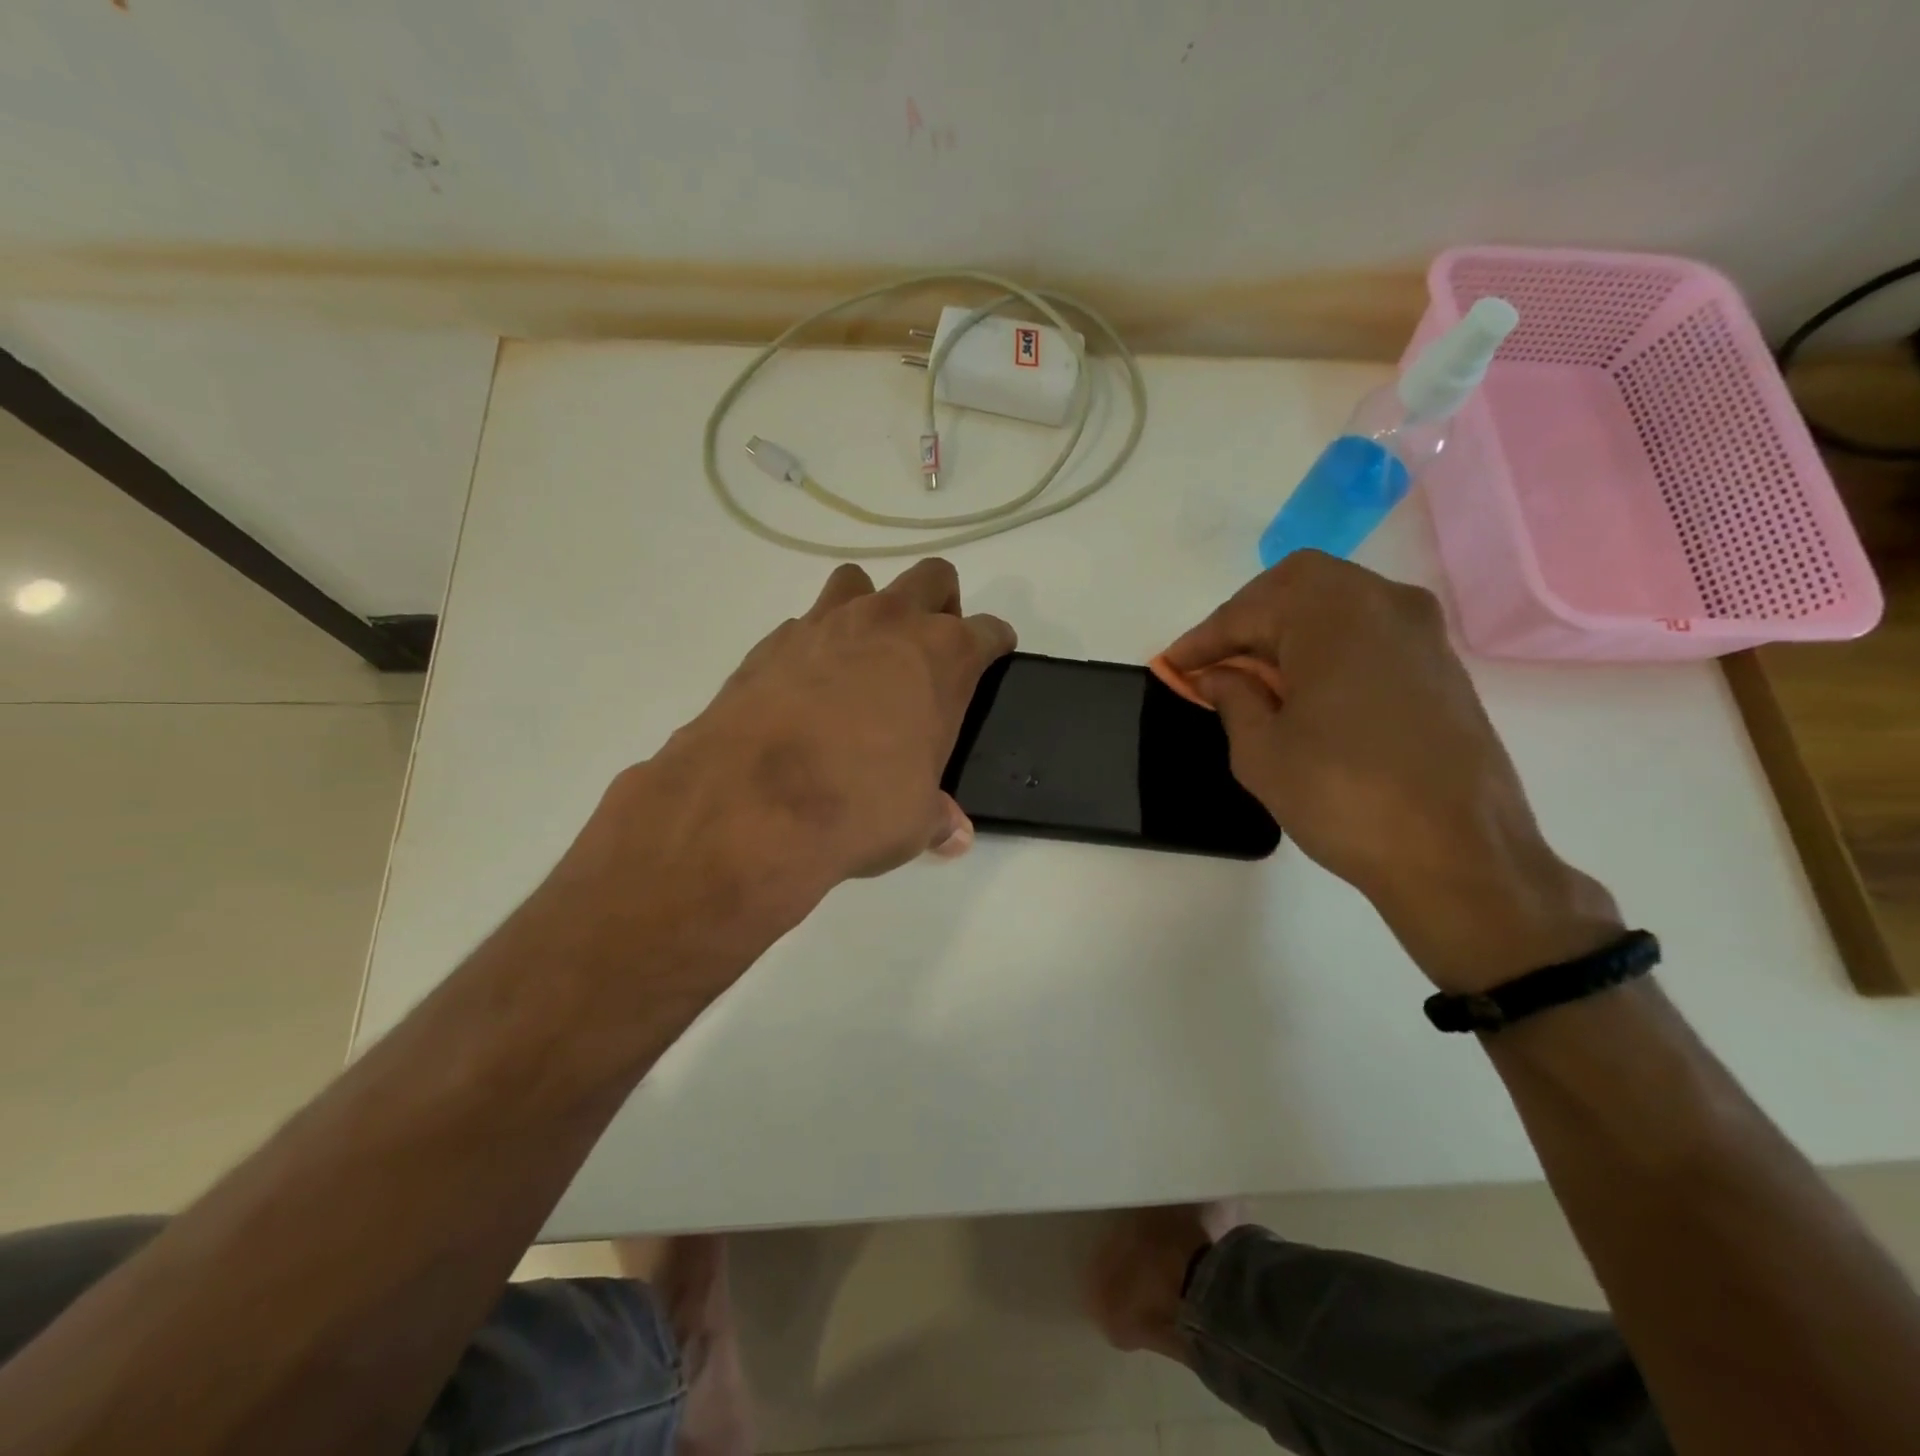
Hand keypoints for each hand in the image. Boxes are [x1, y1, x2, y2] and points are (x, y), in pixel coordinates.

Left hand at [576, 558, 1011, 929]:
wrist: (754, 801)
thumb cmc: (860, 804)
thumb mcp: (914, 820)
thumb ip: (937, 816)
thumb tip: (953, 836)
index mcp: (943, 656)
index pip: (988, 631)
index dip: (994, 644)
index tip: (991, 659)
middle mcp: (889, 624)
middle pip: (932, 578)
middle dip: (939, 603)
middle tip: (928, 649)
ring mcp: (826, 623)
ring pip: (858, 582)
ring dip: (869, 608)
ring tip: (862, 657)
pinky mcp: (772, 641)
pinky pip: (804, 624)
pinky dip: (813, 645)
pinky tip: (805, 687)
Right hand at [1164, 552, 1620, 992]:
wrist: (1460, 855)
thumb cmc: (1343, 796)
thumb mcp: (1261, 751)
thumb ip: (1231, 697)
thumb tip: (1217, 675)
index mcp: (1333, 613)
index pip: (1248, 610)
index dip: (1203, 639)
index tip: (1172, 666)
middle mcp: (1383, 602)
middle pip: (1296, 588)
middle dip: (1246, 621)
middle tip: (1214, 664)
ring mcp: (1421, 631)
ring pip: (1335, 606)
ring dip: (1286, 632)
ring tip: (1253, 678)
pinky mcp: (1440, 664)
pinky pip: (1366, 633)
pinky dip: (1326, 647)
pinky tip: (1304, 690)